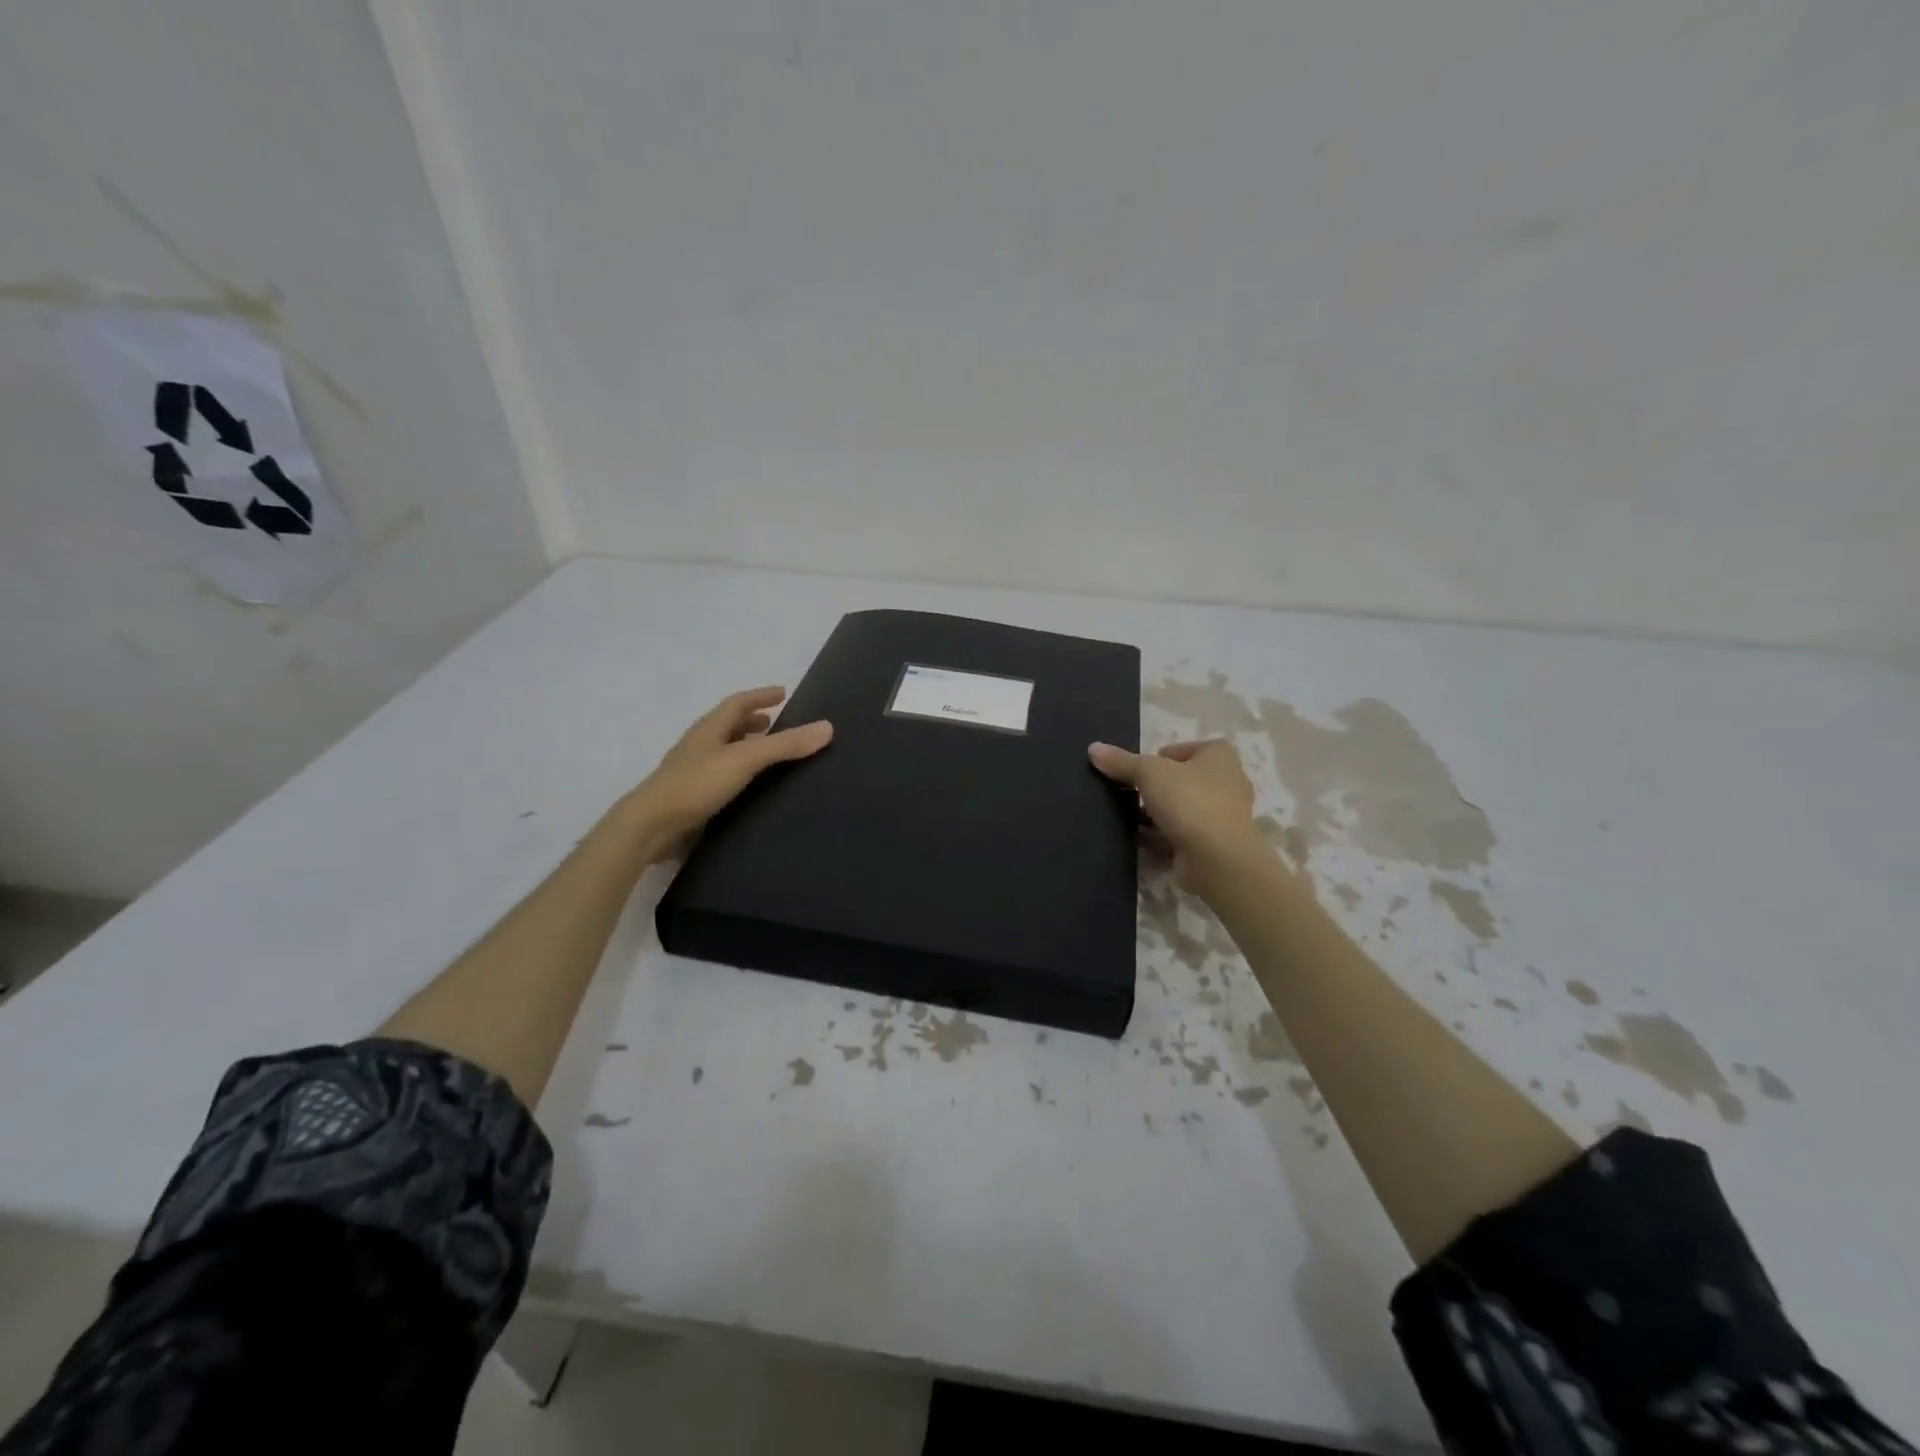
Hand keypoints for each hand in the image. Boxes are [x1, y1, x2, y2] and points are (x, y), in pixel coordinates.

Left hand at [623, 687, 832, 861]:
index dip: (760, 696)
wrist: (651, 827)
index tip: (783, 693)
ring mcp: (692, 772)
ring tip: (769, 756)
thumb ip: (785, 745)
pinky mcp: (692, 798)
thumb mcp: (746, 759)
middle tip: (778, 723)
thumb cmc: (697, 784)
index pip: (737, 703)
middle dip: (753, 721)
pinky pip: (721, 777)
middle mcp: (699, 746)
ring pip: (723, 752)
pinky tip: (752, 789)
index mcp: (709, 729)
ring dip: (745, 748)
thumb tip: (827, 727)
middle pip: (728, 725)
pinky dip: (739, 774)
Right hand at [1088, 738, 1262, 891]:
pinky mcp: (1213, 845)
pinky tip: (1138, 843)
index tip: (1139, 772)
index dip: (1159, 758)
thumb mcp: (1148, 772)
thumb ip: (1121, 761)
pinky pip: (1180, 837)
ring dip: (1155, 817)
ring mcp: (1222, 817)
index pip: (1184, 749)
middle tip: (1129, 796)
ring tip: (1127, 820)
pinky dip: (1160, 840)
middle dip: (1155, 790)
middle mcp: (1227, 783)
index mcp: (1219, 756)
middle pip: (1180, 781)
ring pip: (1180, 811)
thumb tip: (1093, 748)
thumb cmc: (1189, 801)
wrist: (1217, 858)